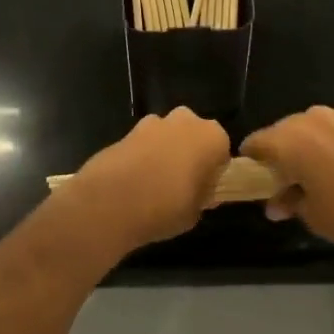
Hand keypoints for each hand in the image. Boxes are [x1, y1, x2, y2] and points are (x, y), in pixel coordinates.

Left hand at [59, 109, 230, 255]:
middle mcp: (186, 121)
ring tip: (154, 183)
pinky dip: (142, 155)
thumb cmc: (166, 207)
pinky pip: (144, 143)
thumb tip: (201, 191)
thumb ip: (203, 195)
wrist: (111, 202)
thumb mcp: (196, 212)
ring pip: (167, 135)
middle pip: (194, 135)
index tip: (204, 189)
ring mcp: (154, 122)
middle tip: (182, 183)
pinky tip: (134, 181)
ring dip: (164, 151)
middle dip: (189, 153)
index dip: (213, 170)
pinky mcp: (128, 130)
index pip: (222, 151)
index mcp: (212, 137)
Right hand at [242, 106, 333, 267]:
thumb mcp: (312, 215)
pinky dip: (330, 147)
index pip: (256, 143)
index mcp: (290, 138)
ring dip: (306, 149)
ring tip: (315, 178)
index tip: (254, 182)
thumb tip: (276, 203)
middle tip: (284, 185)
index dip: (251, 163)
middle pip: (283, 132)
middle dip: (280, 155)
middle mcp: (312, 118)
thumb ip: (289, 202)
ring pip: (311, 130)